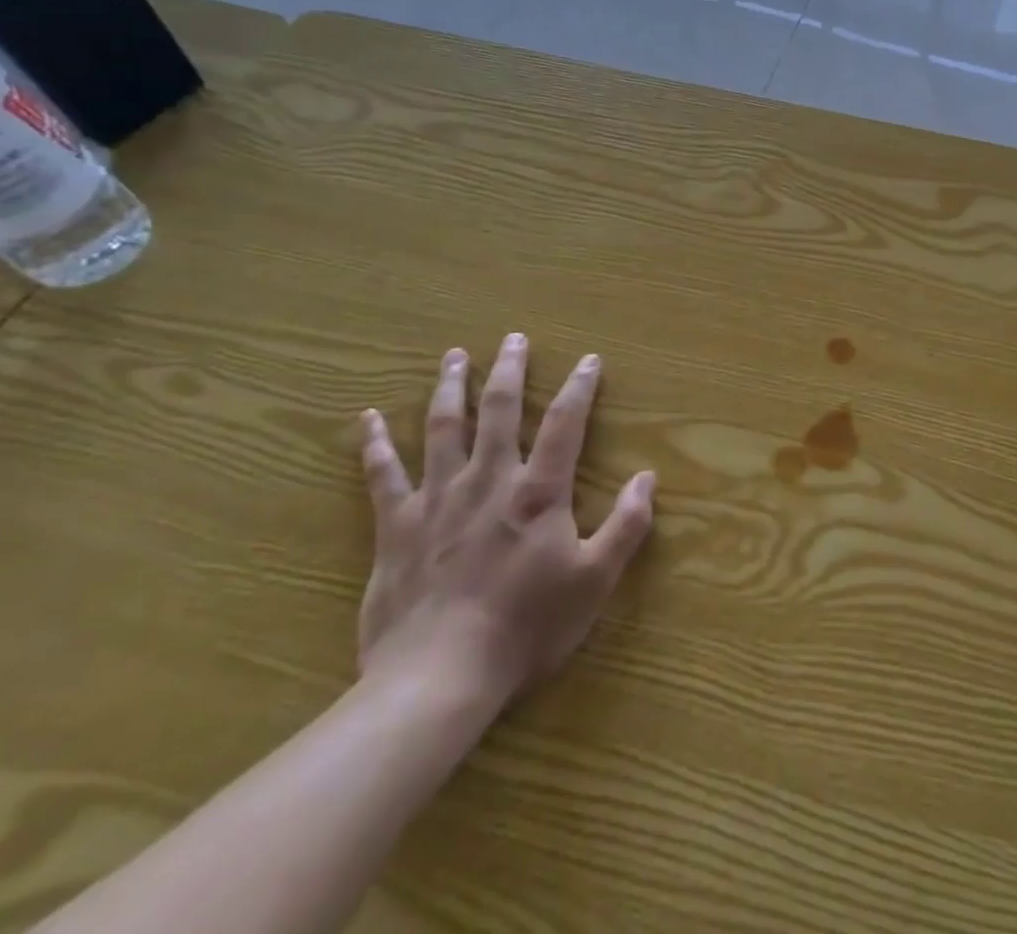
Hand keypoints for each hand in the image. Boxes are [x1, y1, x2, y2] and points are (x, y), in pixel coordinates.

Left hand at [356, 336, 656, 719]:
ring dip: (450, 388)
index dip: (579, 388)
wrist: (439, 678)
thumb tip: (648, 477)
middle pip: (499, 409)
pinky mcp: (396, 527)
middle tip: (512, 338)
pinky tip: (368, 418)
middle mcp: (488, 480)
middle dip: (509, 370)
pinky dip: (375, 445)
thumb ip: (626, 526)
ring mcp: (438, 499)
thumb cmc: (526, 629)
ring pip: (443, 428)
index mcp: (537, 492)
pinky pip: (383, 476)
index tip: (588, 359)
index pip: (565, 424)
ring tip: (454, 356)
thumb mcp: (594, 580)